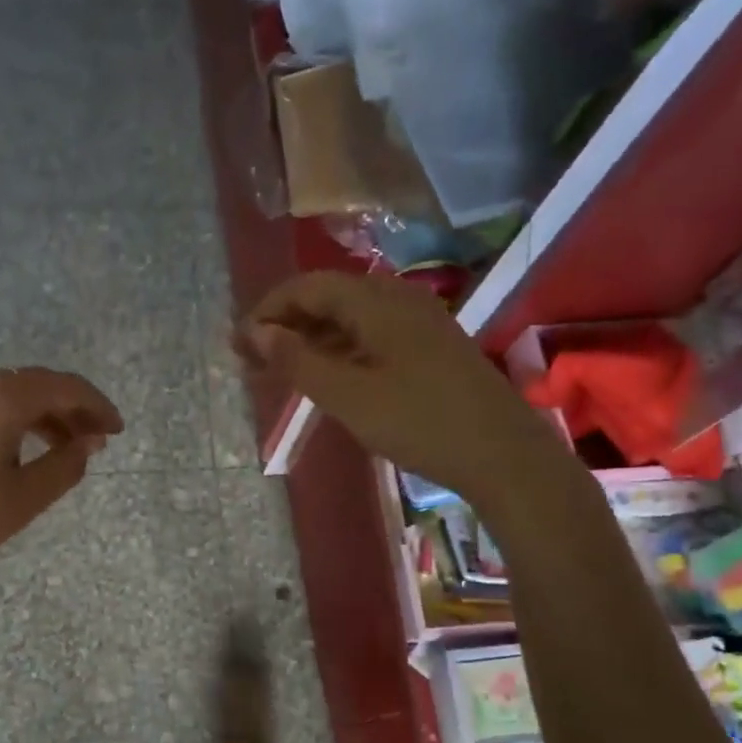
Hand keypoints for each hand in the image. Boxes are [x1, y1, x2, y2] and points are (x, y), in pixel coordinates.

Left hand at [0, 368, 122, 597]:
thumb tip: (87, 444)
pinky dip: (3, 420)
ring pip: (1, 394)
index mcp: (0, 396)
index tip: (117, 431)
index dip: (97, 405)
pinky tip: (7, 451)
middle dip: (69, 410)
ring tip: (56, 448)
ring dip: (36, 415)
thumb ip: (64, 467)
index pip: (64, 386)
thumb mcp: (23, 500)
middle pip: (32, 385)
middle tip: (92, 442)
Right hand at [236, 272, 535, 489]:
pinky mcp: (430, 349)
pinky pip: (371, 338)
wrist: (503, 455)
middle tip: (251, 362)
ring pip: (350, 321)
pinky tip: (326, 379)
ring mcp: (419, 324)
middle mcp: (398, 300)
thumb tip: (255, 332)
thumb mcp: (349, 396)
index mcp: (377, 301)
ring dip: (310, 342)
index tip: (237, 344)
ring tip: (279, 374)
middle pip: (328, 299)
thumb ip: (298, 360)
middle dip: (285, 326)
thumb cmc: (420, 423)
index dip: (267, 311)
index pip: (307, 287)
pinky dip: (339, 353)